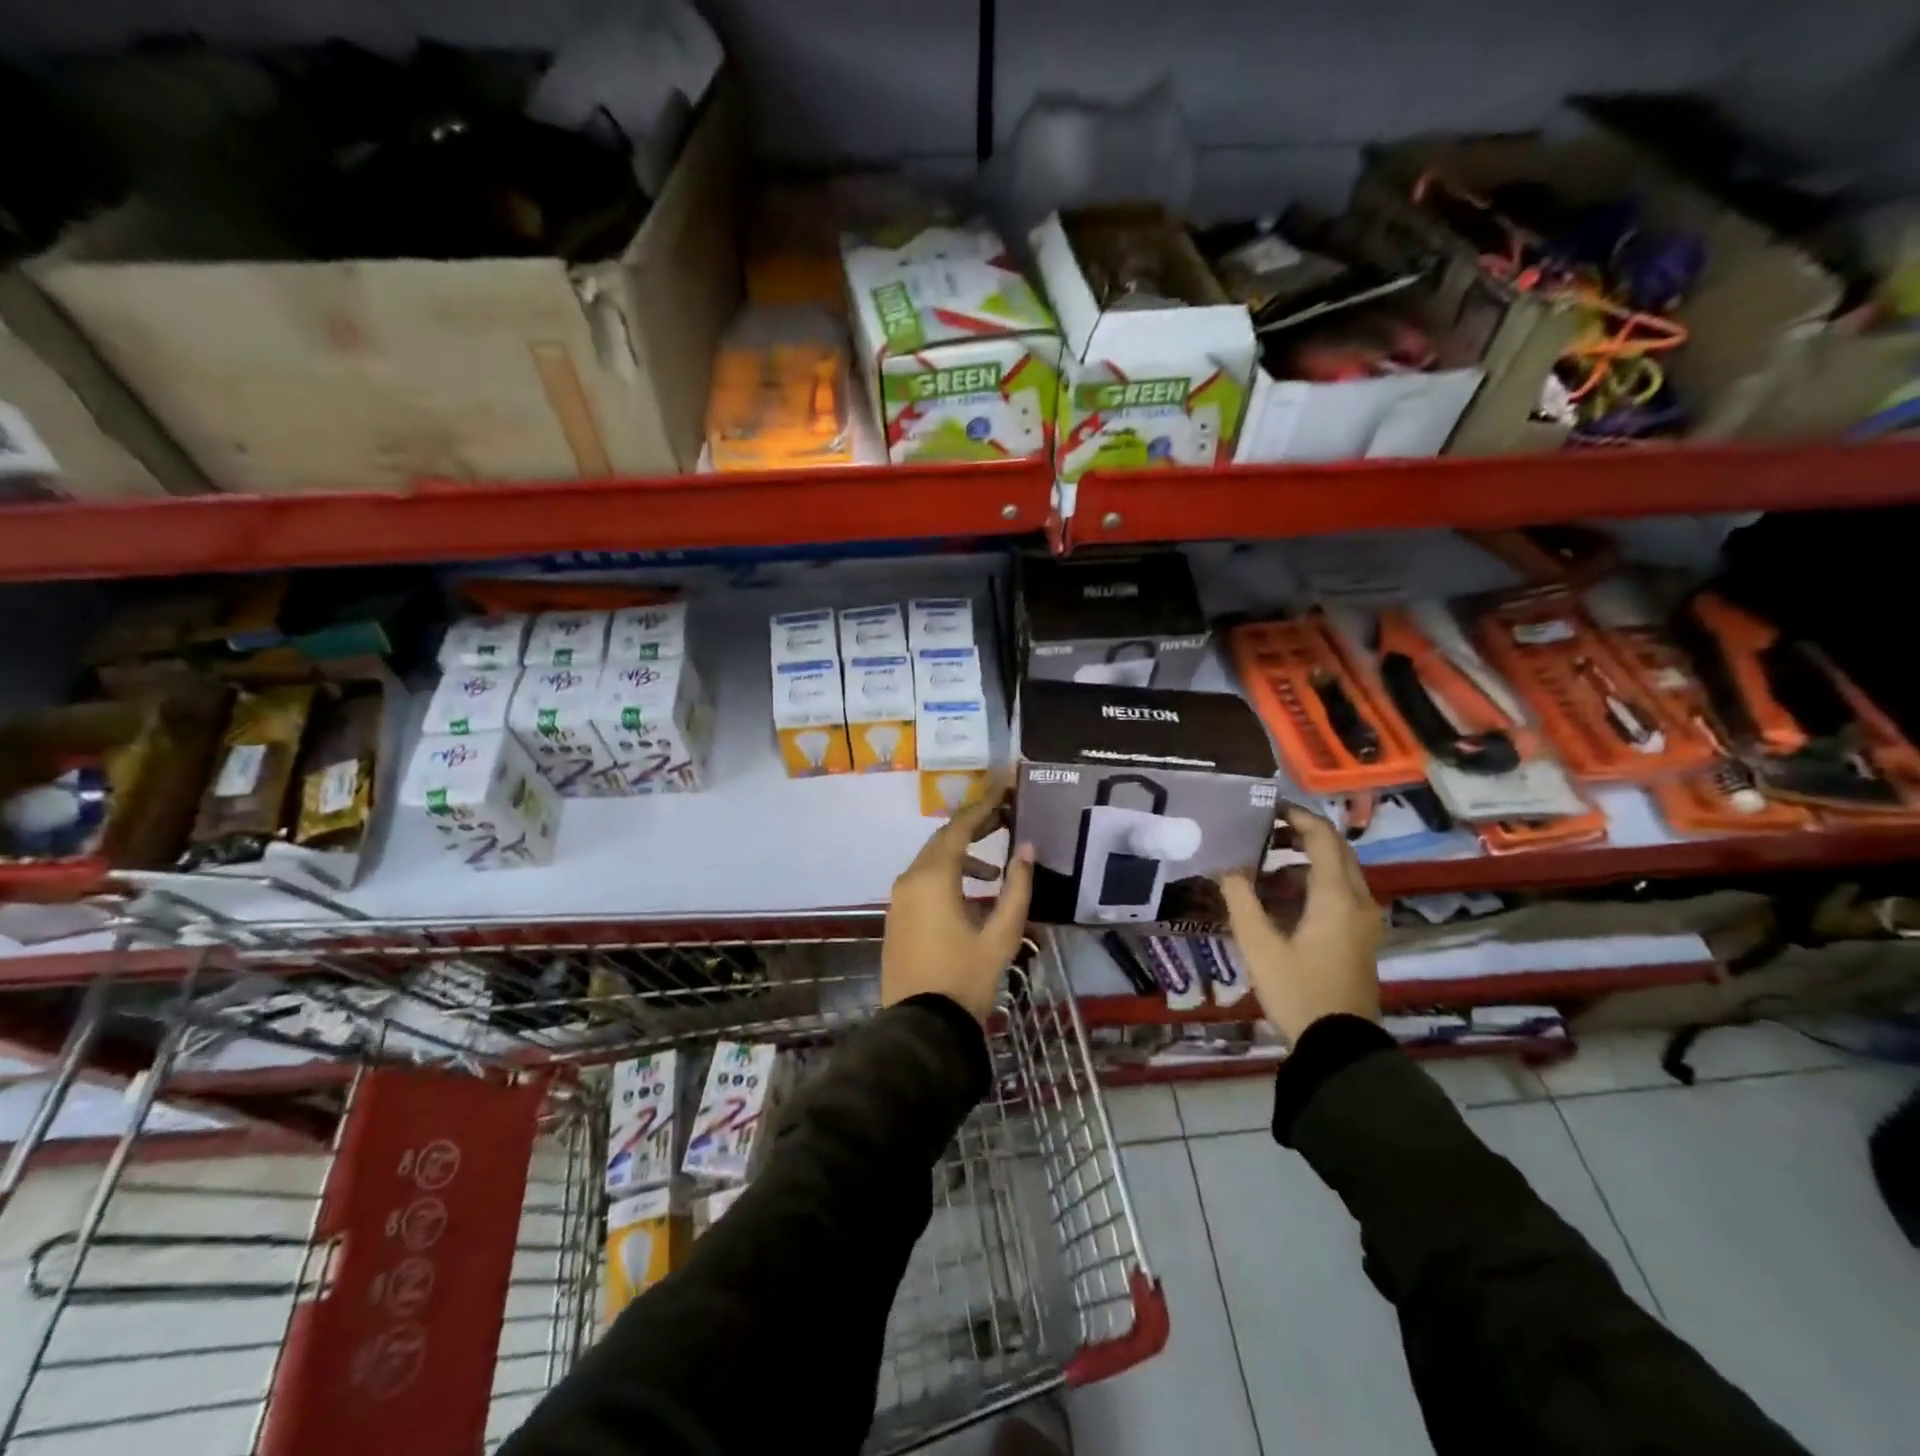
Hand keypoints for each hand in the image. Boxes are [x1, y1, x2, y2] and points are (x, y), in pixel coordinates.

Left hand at [883, 785, 1034, 1021]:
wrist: (921, 1026)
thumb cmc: (965, 978)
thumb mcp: (1001, 935)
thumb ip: (1017, 888)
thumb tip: (1026, 849)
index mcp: (933, 878)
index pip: (959, 828)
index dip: (983, 807)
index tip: (1003, 789)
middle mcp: (910, 880)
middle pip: (943, 840)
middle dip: (973, 827)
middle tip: (1003, 819)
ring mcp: (899, 899)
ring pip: (931, 861)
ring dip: (961, 855)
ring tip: (994, 869)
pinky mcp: (896, 917)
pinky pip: (922, 882)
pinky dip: (946, 876)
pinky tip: (970, 896)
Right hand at [1218, 805, 1380, 1043]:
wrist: (1338, 1045)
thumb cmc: (1297, 990)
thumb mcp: (1258, 945)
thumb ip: (1240, 899)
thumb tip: (1228, 868)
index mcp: (1335, 896)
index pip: (1322, 838)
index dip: (1297, 817)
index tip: (1267, 809)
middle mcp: (1357, 901)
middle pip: (1334, 852)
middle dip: (1299, 837)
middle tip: (1262, 835)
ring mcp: (1362, 922)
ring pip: (1335, 875)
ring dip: (1301, 865)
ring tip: (1260, 874)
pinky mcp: (1358, 938)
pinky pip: (1336, 897)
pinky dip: (1309, 888)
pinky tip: (1278, 905)